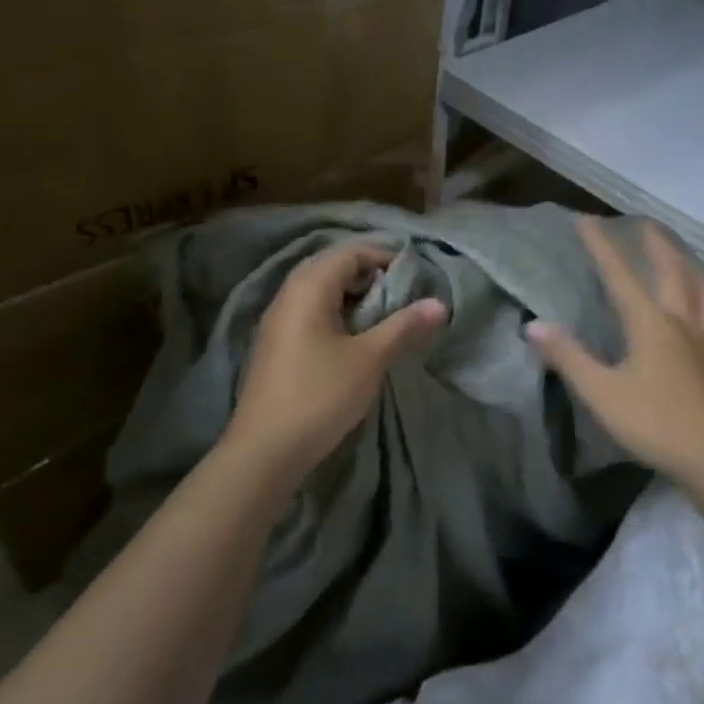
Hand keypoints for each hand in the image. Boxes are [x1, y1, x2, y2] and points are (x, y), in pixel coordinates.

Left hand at [222, 241, 445, 480]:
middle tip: (401, 293)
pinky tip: (354, 338)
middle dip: (369, 274)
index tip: (415, 276)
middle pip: (332, 266)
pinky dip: (336, 313)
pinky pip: (310, 311)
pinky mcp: (276, 344)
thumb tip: (439, 303)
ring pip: (320, 290)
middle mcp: (288, 294)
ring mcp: (278, 320)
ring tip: (383, 315)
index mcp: (308, 287)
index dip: (384, 257)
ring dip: (353, 295)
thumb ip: (403, 326)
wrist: (264, 451)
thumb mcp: (369, 359)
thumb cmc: (319, 395)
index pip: (350, 252)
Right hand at [527, 217, 703, 489]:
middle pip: (673, 273)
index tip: (586, 220)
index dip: (602, 246)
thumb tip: (532, 326)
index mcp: (649, 323)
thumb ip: (568, 357)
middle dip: (657, 246)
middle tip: (647, 225)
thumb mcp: (600, 392)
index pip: (620, 275)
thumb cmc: (654, 423)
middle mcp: (682, 323)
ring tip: (687, 262)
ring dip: (693, 272)